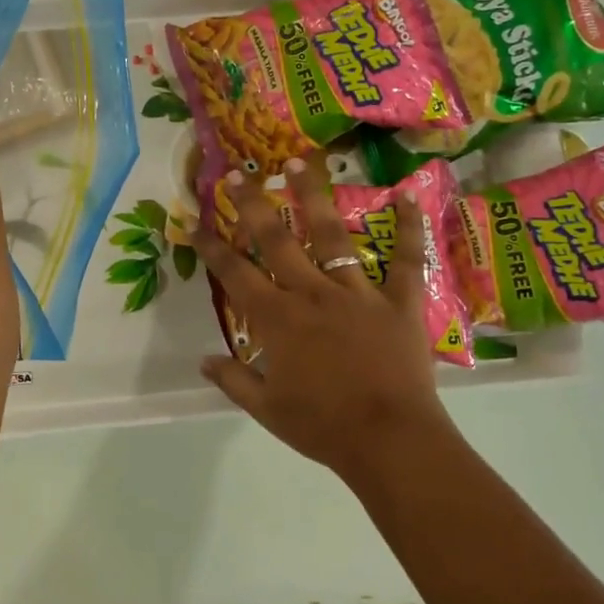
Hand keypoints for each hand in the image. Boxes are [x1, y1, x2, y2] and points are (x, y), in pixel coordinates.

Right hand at [191, 161, 450, 481]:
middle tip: (238, 173)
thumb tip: (203, 360)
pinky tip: (406, 197)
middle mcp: (312, 293)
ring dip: (312, 197)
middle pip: (276, 239)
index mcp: (277, 319)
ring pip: (332, 235)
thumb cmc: (322, 426)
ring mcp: (358, 292)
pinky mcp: (399, 300)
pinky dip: (409, 228)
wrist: (389, 440)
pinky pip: (406, 260)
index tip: (194, 220)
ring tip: (298, 162)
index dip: (211, 245)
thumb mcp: (266, 409)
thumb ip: (232, 379)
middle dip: (253, 203)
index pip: (234, 273)